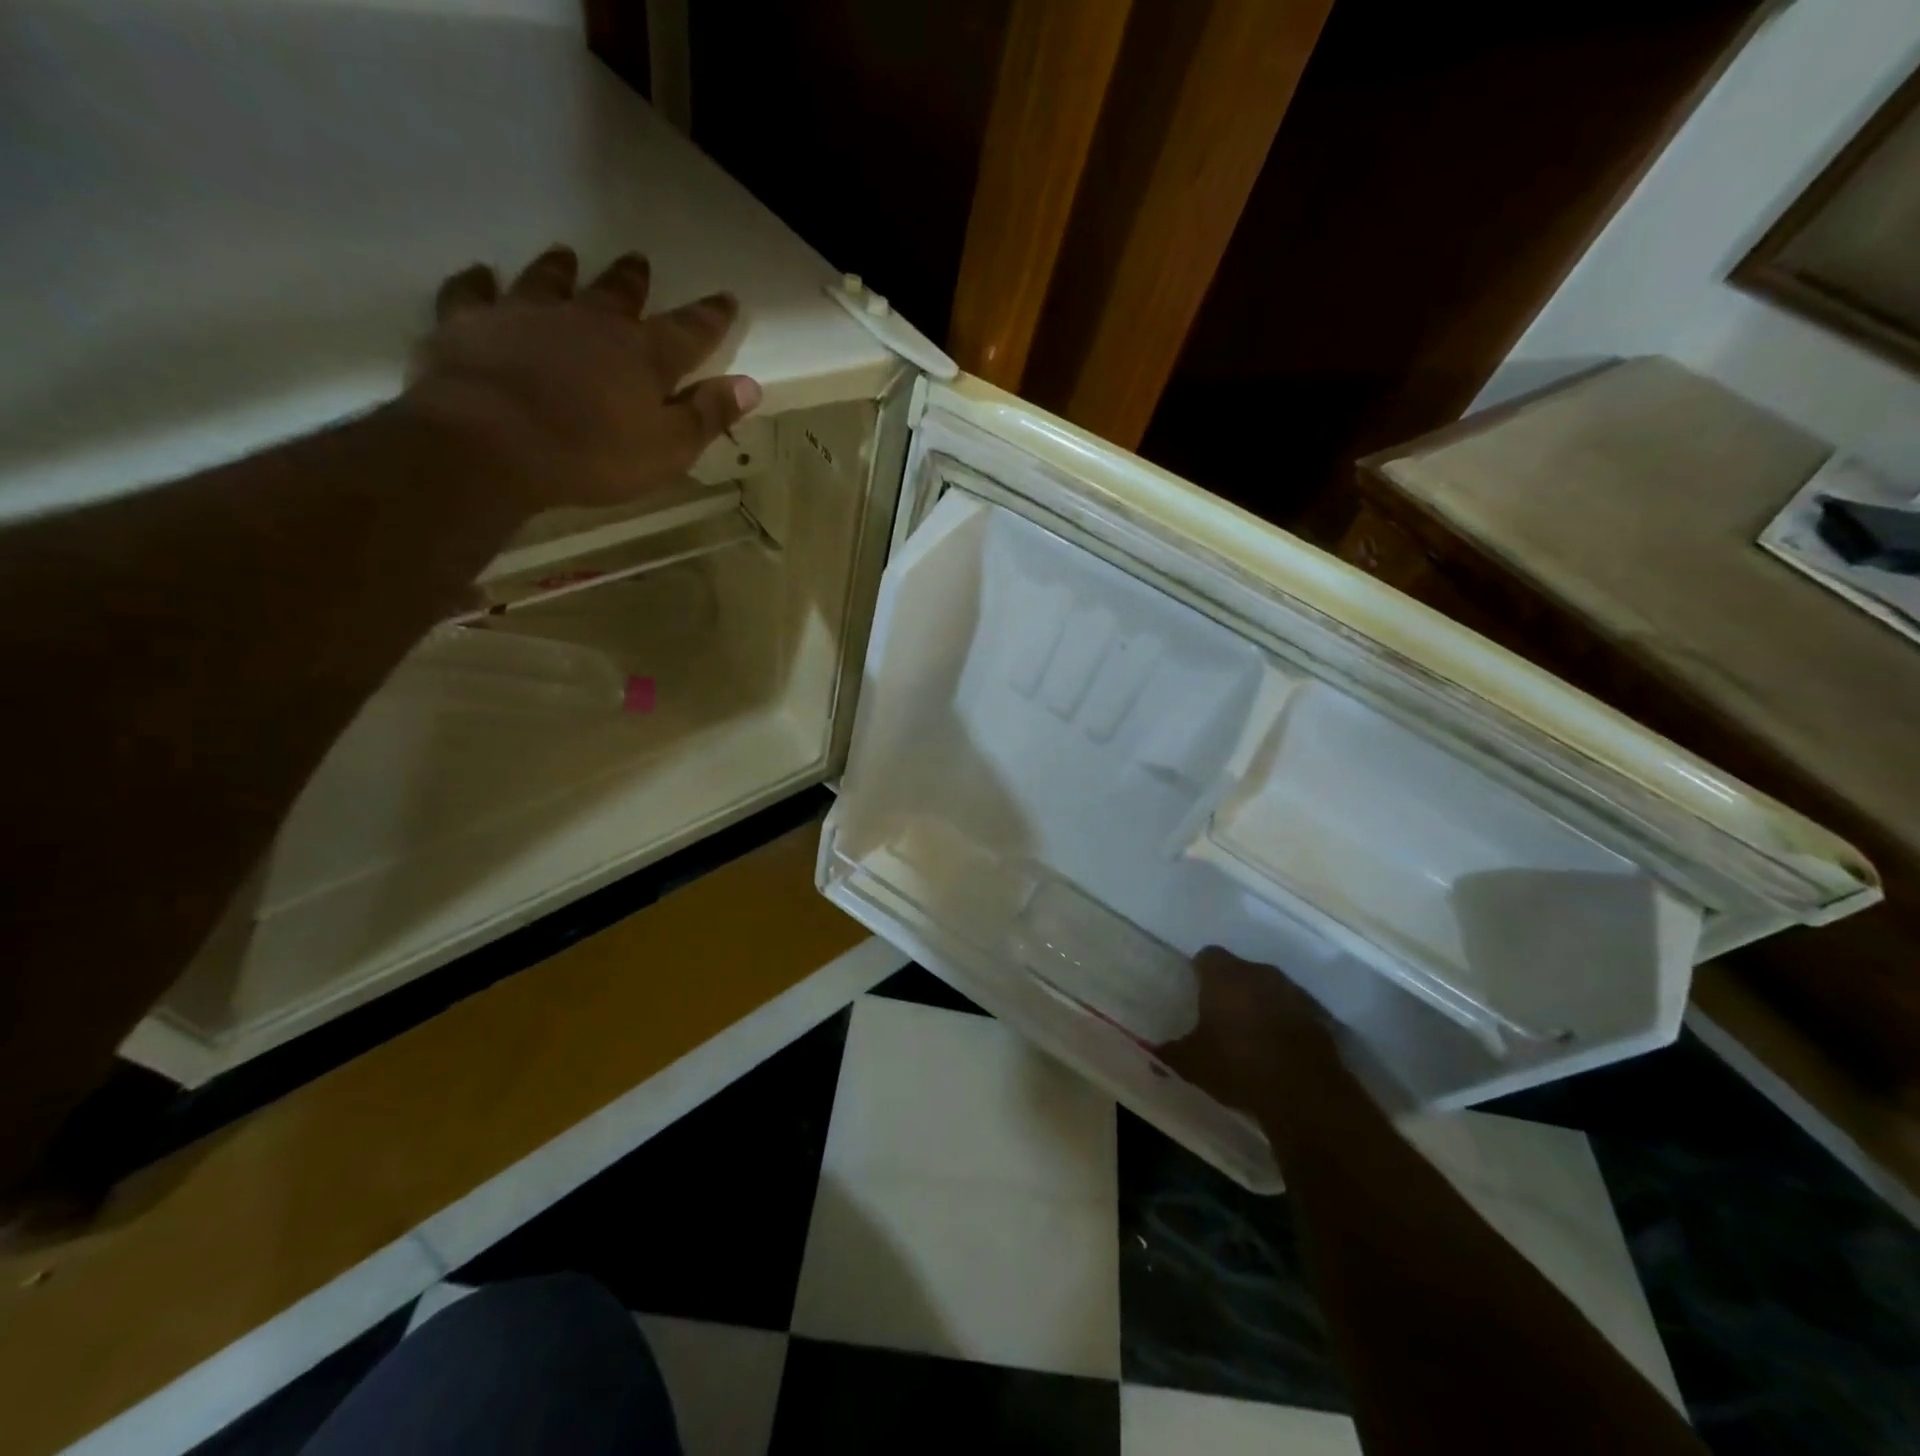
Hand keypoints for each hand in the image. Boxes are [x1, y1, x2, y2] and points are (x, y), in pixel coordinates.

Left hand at [402, 246, 761, 511]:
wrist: (492, 442)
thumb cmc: (593, 455)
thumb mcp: (668, 449)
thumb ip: (708, 415)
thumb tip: (750, 385)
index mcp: (643, 356)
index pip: (689, 330)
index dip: (711, 316)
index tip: (726, 298)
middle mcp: (589, 322)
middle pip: (618, 294)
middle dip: (633, 281)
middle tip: (639, 262)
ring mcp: (526, 315)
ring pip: (548, 281)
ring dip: (560, 268)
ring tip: (566, 254)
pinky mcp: (470, 323)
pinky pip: (472, 293)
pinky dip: (478, 282)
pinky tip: (480, 274)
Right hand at [1159, 947, 1343, 1115]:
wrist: (1304, 1093)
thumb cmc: (1237, 1065)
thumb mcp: (1193, 1064)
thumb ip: (1170, 1053)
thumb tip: (1152, 1052)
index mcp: (1224, 975)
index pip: (1207, 956)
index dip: (1199, 971)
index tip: (1194, 991)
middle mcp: (1259, 973)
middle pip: (1240, 970)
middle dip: (1231, 988)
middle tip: (1219, 1015)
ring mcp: (1293, 992)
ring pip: (1269, 988)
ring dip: (1260, 1004)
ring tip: (1250, 1033)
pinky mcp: (1318, 1017)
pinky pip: (1293, 1011)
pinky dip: (1284, 1023)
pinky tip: (1278, 1049)